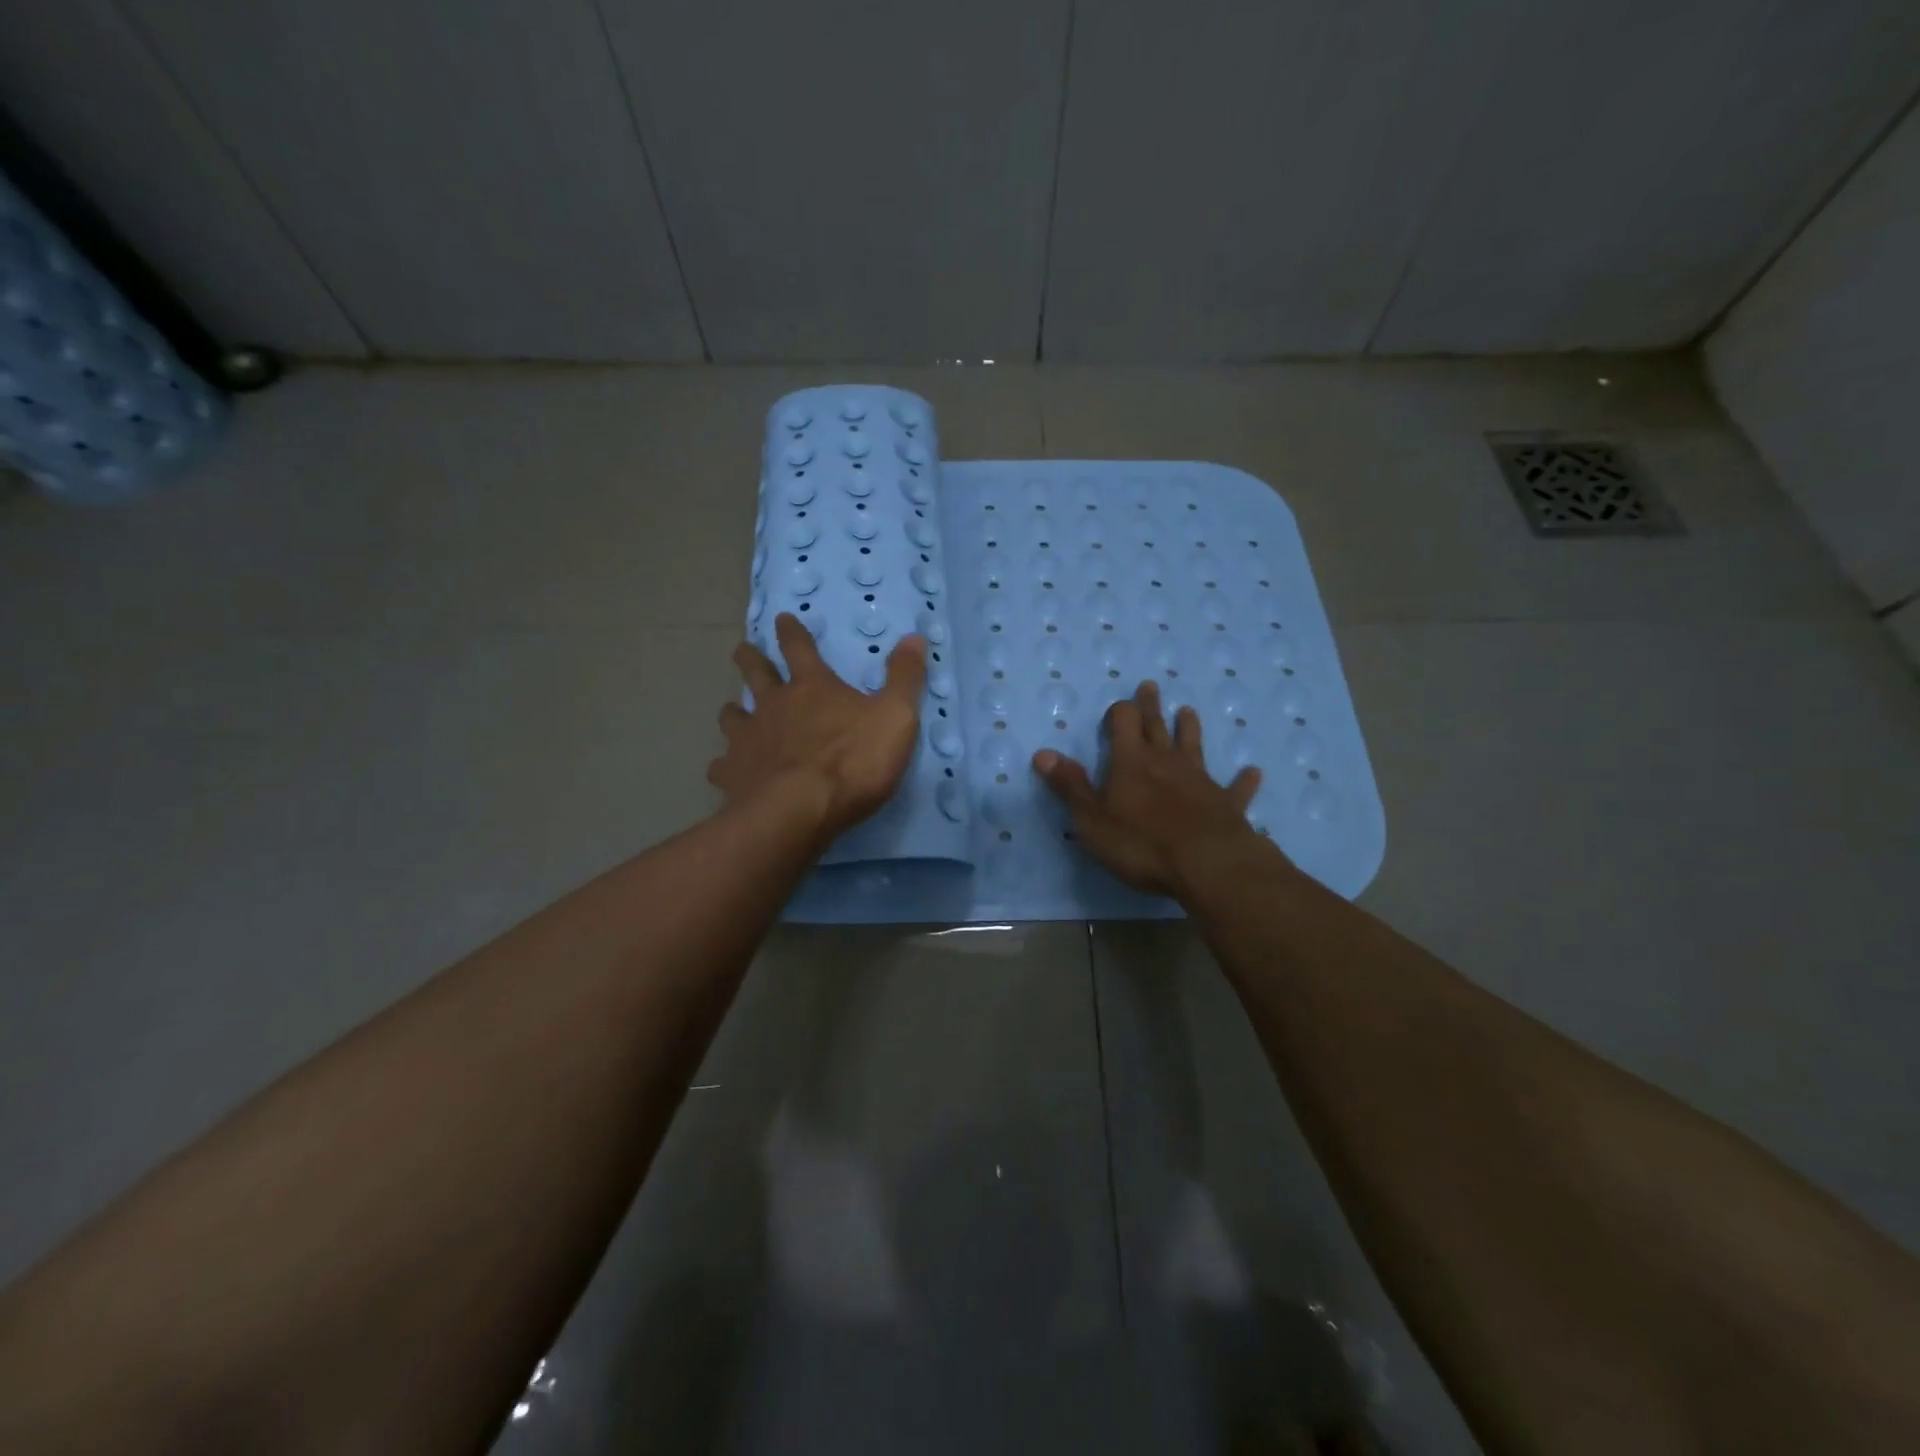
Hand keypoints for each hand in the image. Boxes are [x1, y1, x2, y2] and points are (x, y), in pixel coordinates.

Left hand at [711, 613, 927, 842]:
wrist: (800, 810)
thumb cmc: (853, 761)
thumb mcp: (895, 716)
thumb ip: (904, 677)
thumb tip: (914, 636)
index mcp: (813, 687)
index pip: (800, 648)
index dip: (792, 632)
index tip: (781, 618)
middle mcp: (774, 705)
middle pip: (756, 673)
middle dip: (750, 658)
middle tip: (742, 649)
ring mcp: (748, 739)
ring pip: (732, 716)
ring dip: (733, 711)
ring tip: (732, 711)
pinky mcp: (733, 774)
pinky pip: (721, 766)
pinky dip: (724, 766)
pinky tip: (725, 772)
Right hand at [1032, 680, 1265, 898]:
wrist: (1206, 864)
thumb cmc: (1140, 843)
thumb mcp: (1091, 818)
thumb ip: (1069, 785)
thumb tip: (1042, 753)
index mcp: (1130, 762)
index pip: (1123, 723)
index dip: (1118, 712)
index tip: (1116, 708)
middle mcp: (1166, 762)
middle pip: (1157, 727)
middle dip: (1151, 706)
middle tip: (1150, 686)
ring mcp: (1200, 781)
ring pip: (1194, 747)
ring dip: (1189, 729)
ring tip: (1188, 711)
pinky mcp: (1227, 805)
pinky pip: (1236, 789)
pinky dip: (1243, 780)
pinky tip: (1253, 772)